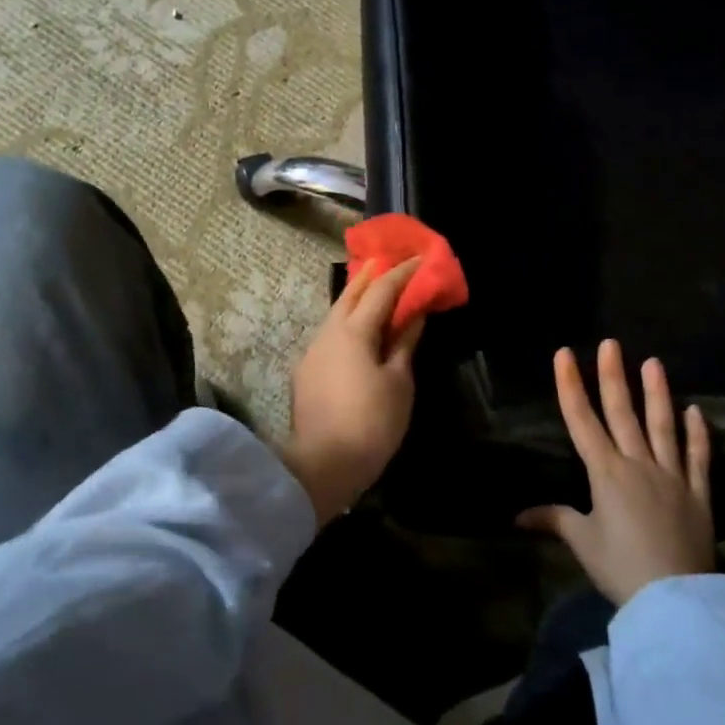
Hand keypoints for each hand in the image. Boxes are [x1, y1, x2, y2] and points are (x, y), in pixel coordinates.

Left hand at [280, 258, 424, 525]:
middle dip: (370, 276)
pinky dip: (347, 324)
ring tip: (374, 293)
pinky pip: (330, 335)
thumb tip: (414, 316)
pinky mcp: (306, 373)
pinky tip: (357, 332)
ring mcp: (312, 352)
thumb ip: (404, 345)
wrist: (322, 464)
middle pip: (350, 294)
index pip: (380, 290)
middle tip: (388, 262)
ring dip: (356, 300)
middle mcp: (328, 333)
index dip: (401, 273)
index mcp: (353, 331)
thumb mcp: (398, 383)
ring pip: (336, 315)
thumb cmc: (371, 422)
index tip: (419, 259)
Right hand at [518, 340, 713, 604]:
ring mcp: (672, 476)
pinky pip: (698, 458)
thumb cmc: (620, 567)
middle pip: (622, 413)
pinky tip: (695, 411)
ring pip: (662, 426)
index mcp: (605, 472)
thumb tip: (518, 516)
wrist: (675, 598)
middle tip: (611, 343)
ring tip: (654, 363)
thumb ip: (553, 520)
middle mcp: (638, 463)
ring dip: (657, 393)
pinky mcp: (699, 494)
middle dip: (613, 376)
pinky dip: (698, 434)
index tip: (564, 354)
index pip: (582, 420)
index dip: (570, 385)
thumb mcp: (582, 542)